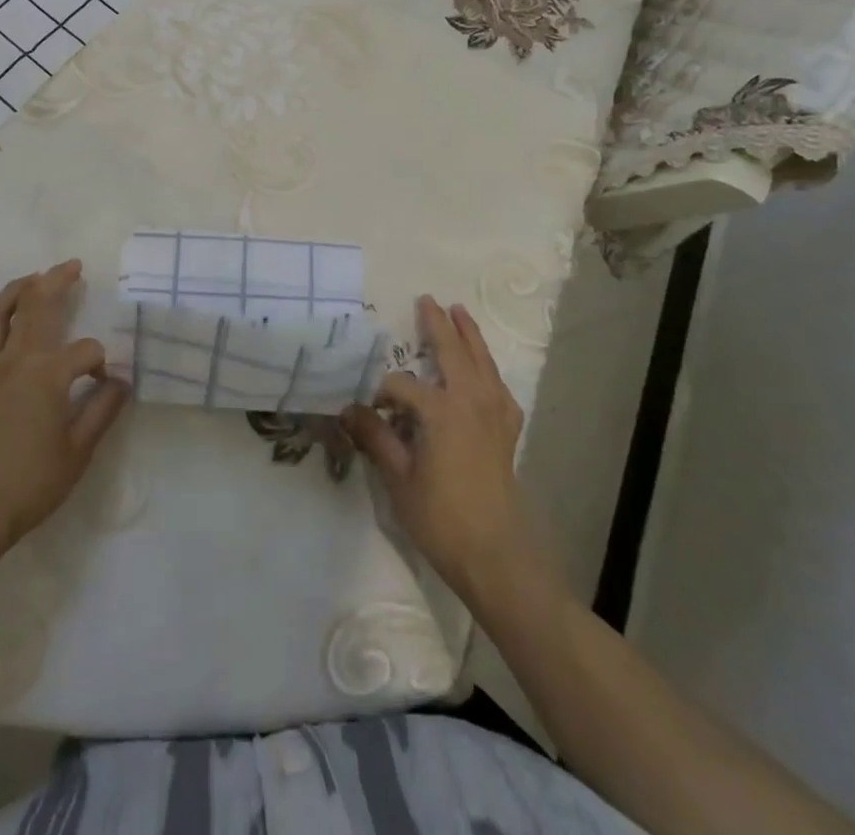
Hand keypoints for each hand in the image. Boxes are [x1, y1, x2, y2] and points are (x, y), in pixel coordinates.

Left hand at [0, 261, 129, 549]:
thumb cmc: (33, 481)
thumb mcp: (80, 449)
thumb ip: (103, 409)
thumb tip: (121, 381)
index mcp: (47, 374)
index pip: (85, 350)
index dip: (101, 361)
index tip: (105, 383)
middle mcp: (15, 360)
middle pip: (36, 306)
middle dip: (56, 281)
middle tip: (71, 265)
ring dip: (16, 290)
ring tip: (32, 277)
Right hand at [343, 297, 553, 605]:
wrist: (496, 555)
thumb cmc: (442, 517)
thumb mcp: (398, 478)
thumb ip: (375, 438)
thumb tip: (348, 409)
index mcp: (440, 410)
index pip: (401, 386)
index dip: (380, 393)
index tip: (366, 410)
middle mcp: (470, 401)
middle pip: (452, 353)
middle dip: (438, 325)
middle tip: (428, 300)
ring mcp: (494, 413)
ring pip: (481, 362)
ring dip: (469, 336)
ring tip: (460, 312)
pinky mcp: (507, 430)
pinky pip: (499, 386)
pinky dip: (489, 369)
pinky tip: (484, 372)